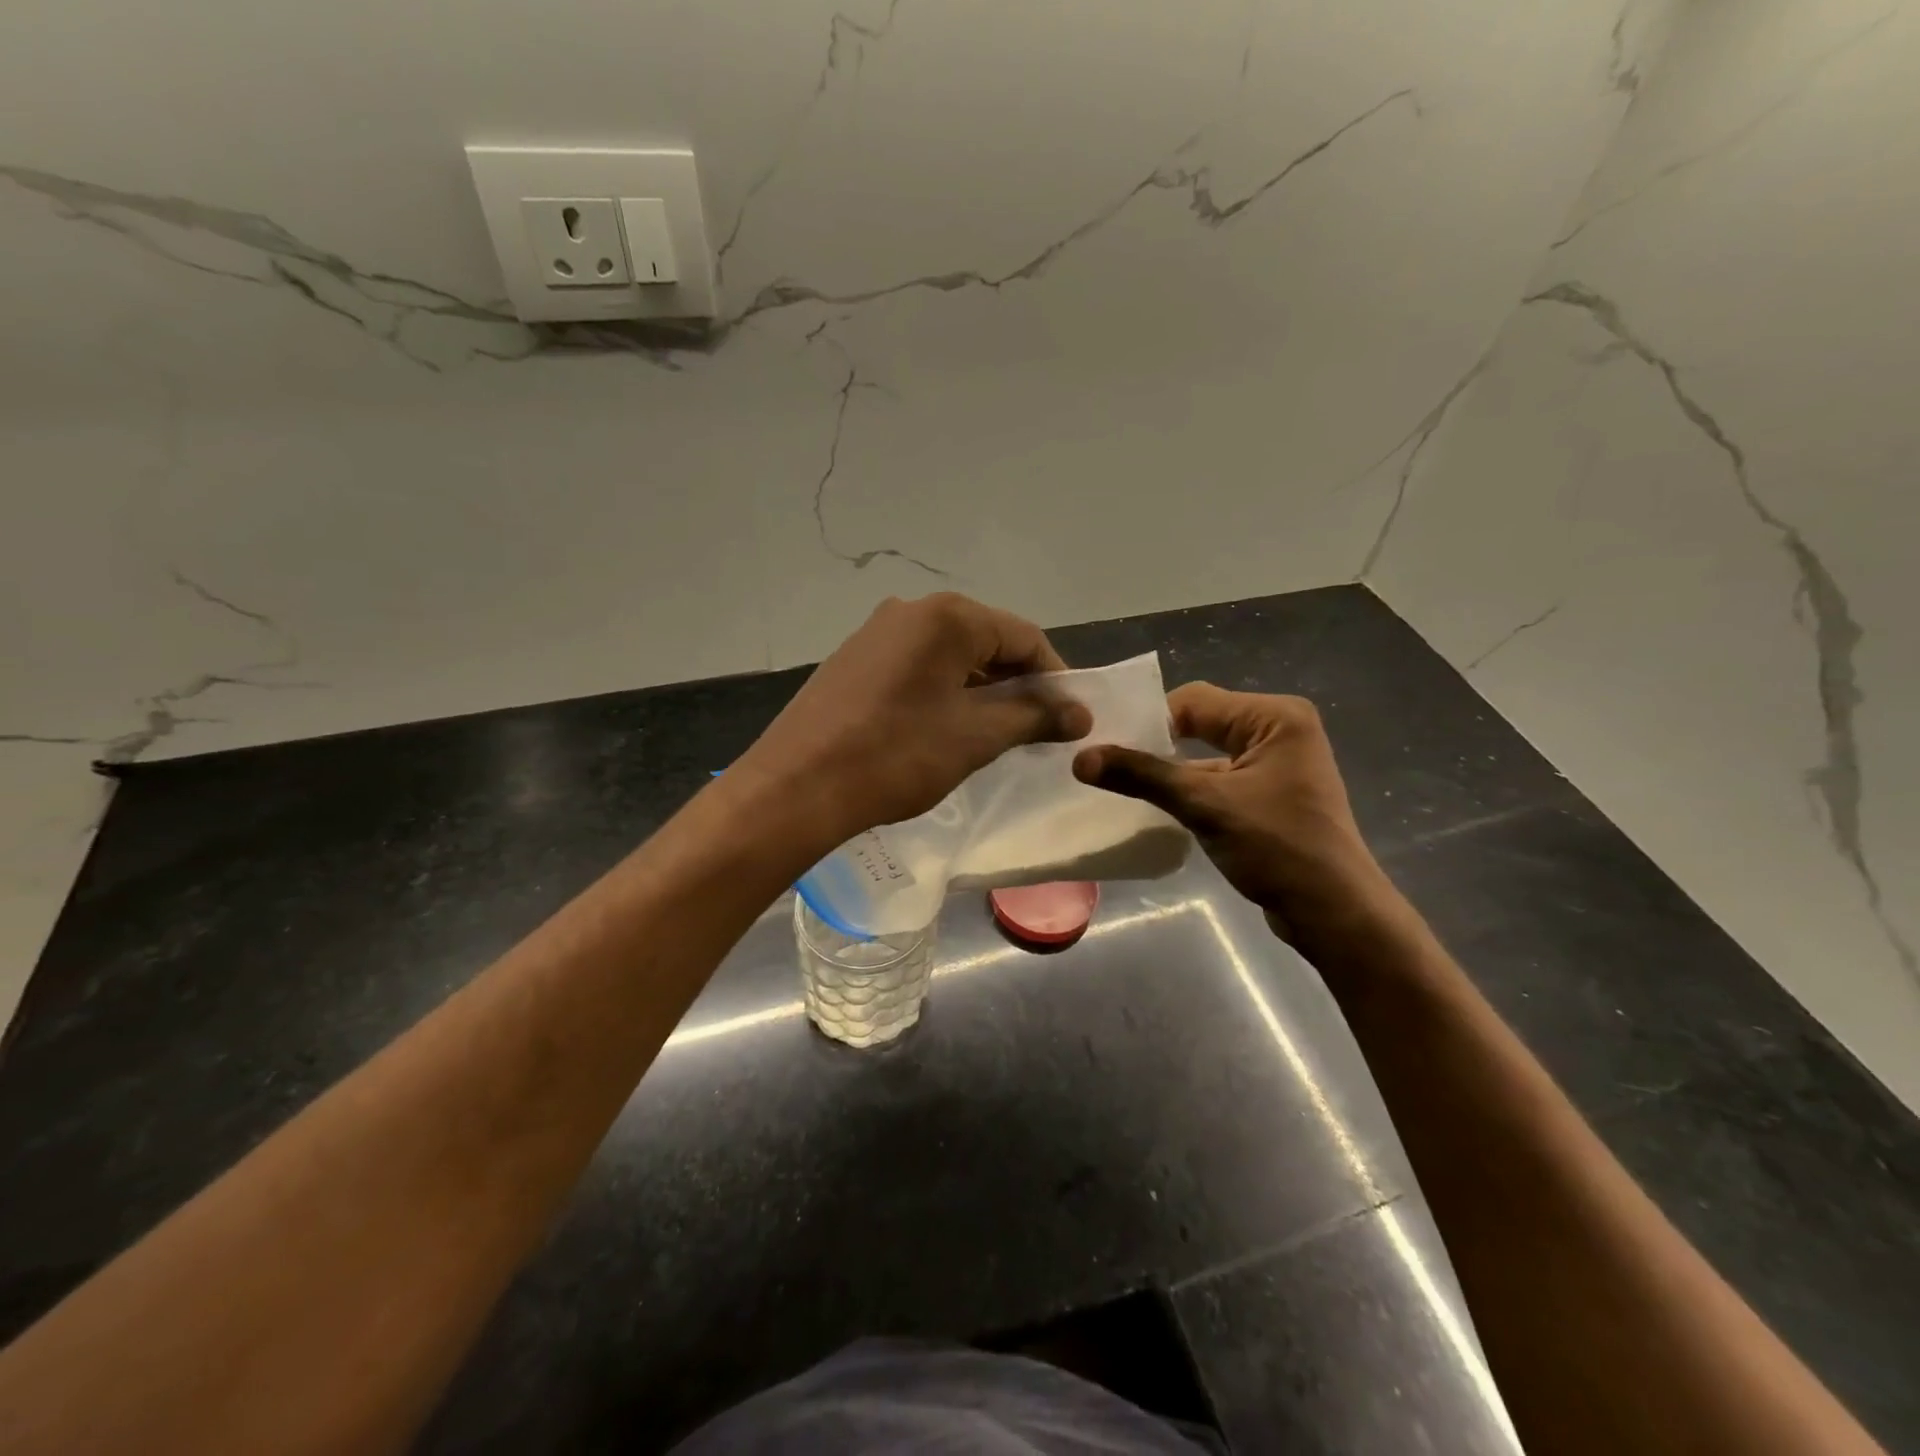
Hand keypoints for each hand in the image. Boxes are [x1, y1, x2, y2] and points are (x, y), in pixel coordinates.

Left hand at [738, 593, 1091, 845]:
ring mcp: (876, 632)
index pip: (1024, 637)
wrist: (797, 785)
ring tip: (995, 732)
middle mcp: (911, 611)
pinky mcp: (854, 659)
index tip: (1070, 718)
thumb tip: (1080, 714)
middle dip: (1017, 683)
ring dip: (981, 688)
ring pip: (950, 654)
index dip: (1055, 677)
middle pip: (986, 640)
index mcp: (948, 617)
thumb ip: (1033, 717)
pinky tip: (945, 727)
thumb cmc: (897, 755)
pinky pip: (917, 665)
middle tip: (1036, 728)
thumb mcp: (975, 737)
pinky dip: (944, 690)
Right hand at [1073, 683, 1403, 954]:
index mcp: (1274, 716)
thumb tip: (1079, 759)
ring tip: (1123, 784)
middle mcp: (1279, 729)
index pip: (1194, 701)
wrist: (1333, 912)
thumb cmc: (1277, 847)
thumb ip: (1142, 776)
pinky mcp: (1271, 793)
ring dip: (1171, 770)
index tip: (1107, 746)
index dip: (1149, 722)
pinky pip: (1219, 778)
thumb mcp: (1204, 805)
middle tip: (1109, 762)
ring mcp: (1278, 763)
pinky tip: (1158, 806)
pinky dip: (1190, 789)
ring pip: (1207, 753)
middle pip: (1201, 723)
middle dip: (1157, 744)